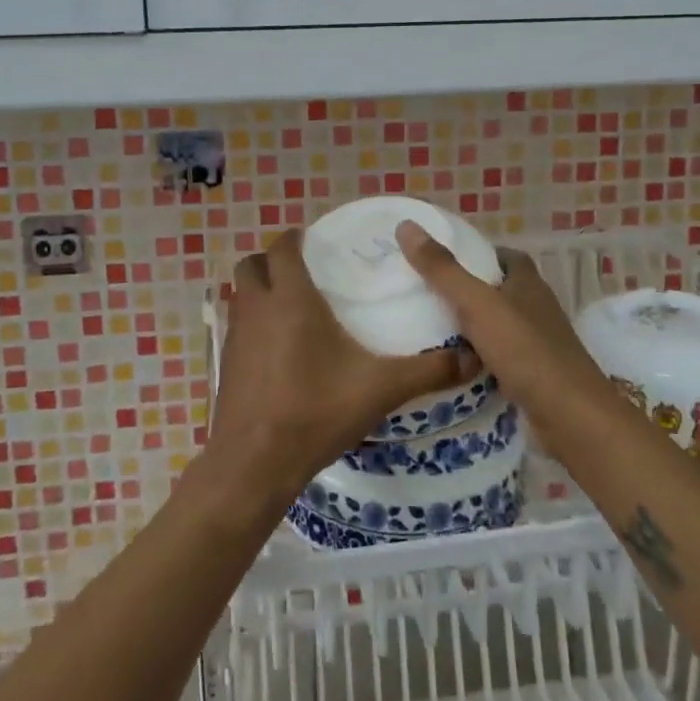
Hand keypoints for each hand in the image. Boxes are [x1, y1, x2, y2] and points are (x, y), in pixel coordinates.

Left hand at [210, 229, 464, 499]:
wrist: (256, 461)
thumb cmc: (316, 411)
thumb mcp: (381, 389)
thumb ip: (428, 371)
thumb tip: (474, 358)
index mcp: (291, 299)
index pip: (283, 248)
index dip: (296, 239)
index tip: (317, 243)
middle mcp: (257, 307)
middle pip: (252, 263)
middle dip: (272, 260)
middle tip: (304, 272)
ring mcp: (235, 335)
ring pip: (240, 293)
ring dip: (259, 289)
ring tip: (291, 305)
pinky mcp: (225, 362)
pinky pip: (236, 325)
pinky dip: (252, 323)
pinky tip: (277, 348)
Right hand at [394, 221, 610, 407]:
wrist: (570, 417)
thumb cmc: (525, 350)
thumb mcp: (477, 304)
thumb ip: (442, 269)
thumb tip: (406, 226)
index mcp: (528, 283)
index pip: (504, 256)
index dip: (477, 253)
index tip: (441, 258)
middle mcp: (536, 308)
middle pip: (498, 290)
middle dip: (467, 289)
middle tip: (424, 292)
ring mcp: (537, 343)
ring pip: (497, 325)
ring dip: (470, 325)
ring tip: (427, 326)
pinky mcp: (533, 375)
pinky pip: (498, 357)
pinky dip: (476, 357)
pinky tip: (450, 364)